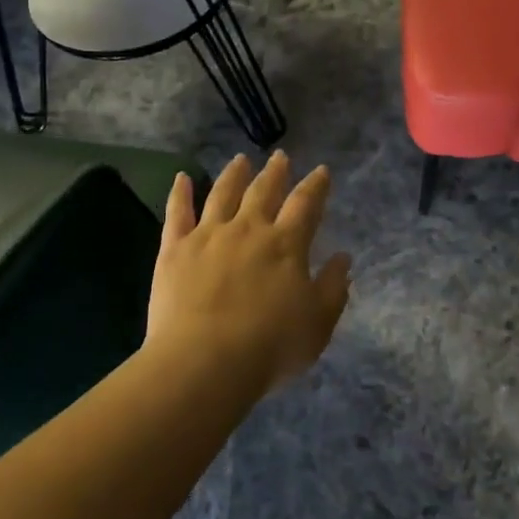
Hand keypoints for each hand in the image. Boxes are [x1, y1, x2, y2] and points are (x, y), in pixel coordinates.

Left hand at [147, 151, 351, 392]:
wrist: (205, 361)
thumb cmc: (270, 346)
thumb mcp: (318, 323)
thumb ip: (333, 288)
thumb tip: (343, 258)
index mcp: (286, 244)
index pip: (306, 204)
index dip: (315, 186)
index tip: (321, 170)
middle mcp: (249, 229)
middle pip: (264, 191)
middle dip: (275, 172)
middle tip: (279, 157)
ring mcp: (209, 235)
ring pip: (223, 193)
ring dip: (234, 174)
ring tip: (240, 160)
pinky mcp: (175, 249)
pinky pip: (177, 213)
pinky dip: (180, 193)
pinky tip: (181, 178)